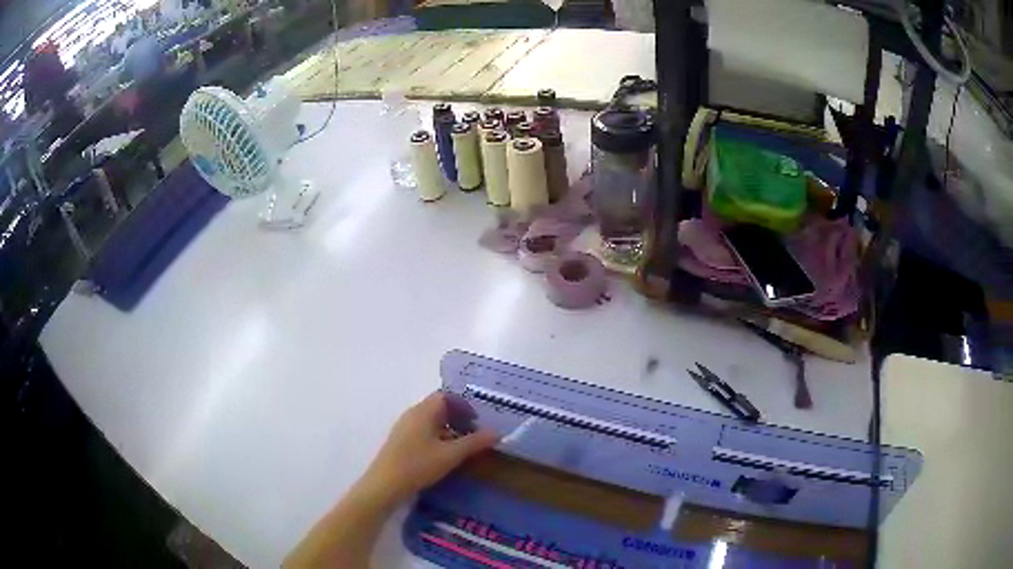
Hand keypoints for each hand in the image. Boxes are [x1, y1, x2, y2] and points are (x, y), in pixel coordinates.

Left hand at [355, 392, 498, 507]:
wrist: (385, 485)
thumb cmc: (418, 465)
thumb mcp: (451, 455)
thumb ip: (475, 442)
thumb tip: (497, 432)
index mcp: (423, 411)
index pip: (445, 396)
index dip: (463, 404)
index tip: (477, 420)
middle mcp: (412, 414)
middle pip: (438, 408)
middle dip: (458, 418)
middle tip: (474, 434)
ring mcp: (404, 428)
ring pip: (430, 421)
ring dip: (448, 430)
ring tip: (463, 447)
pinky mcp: (400, 442)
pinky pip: (423, 432)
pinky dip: (437, 438)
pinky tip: (444, 456)